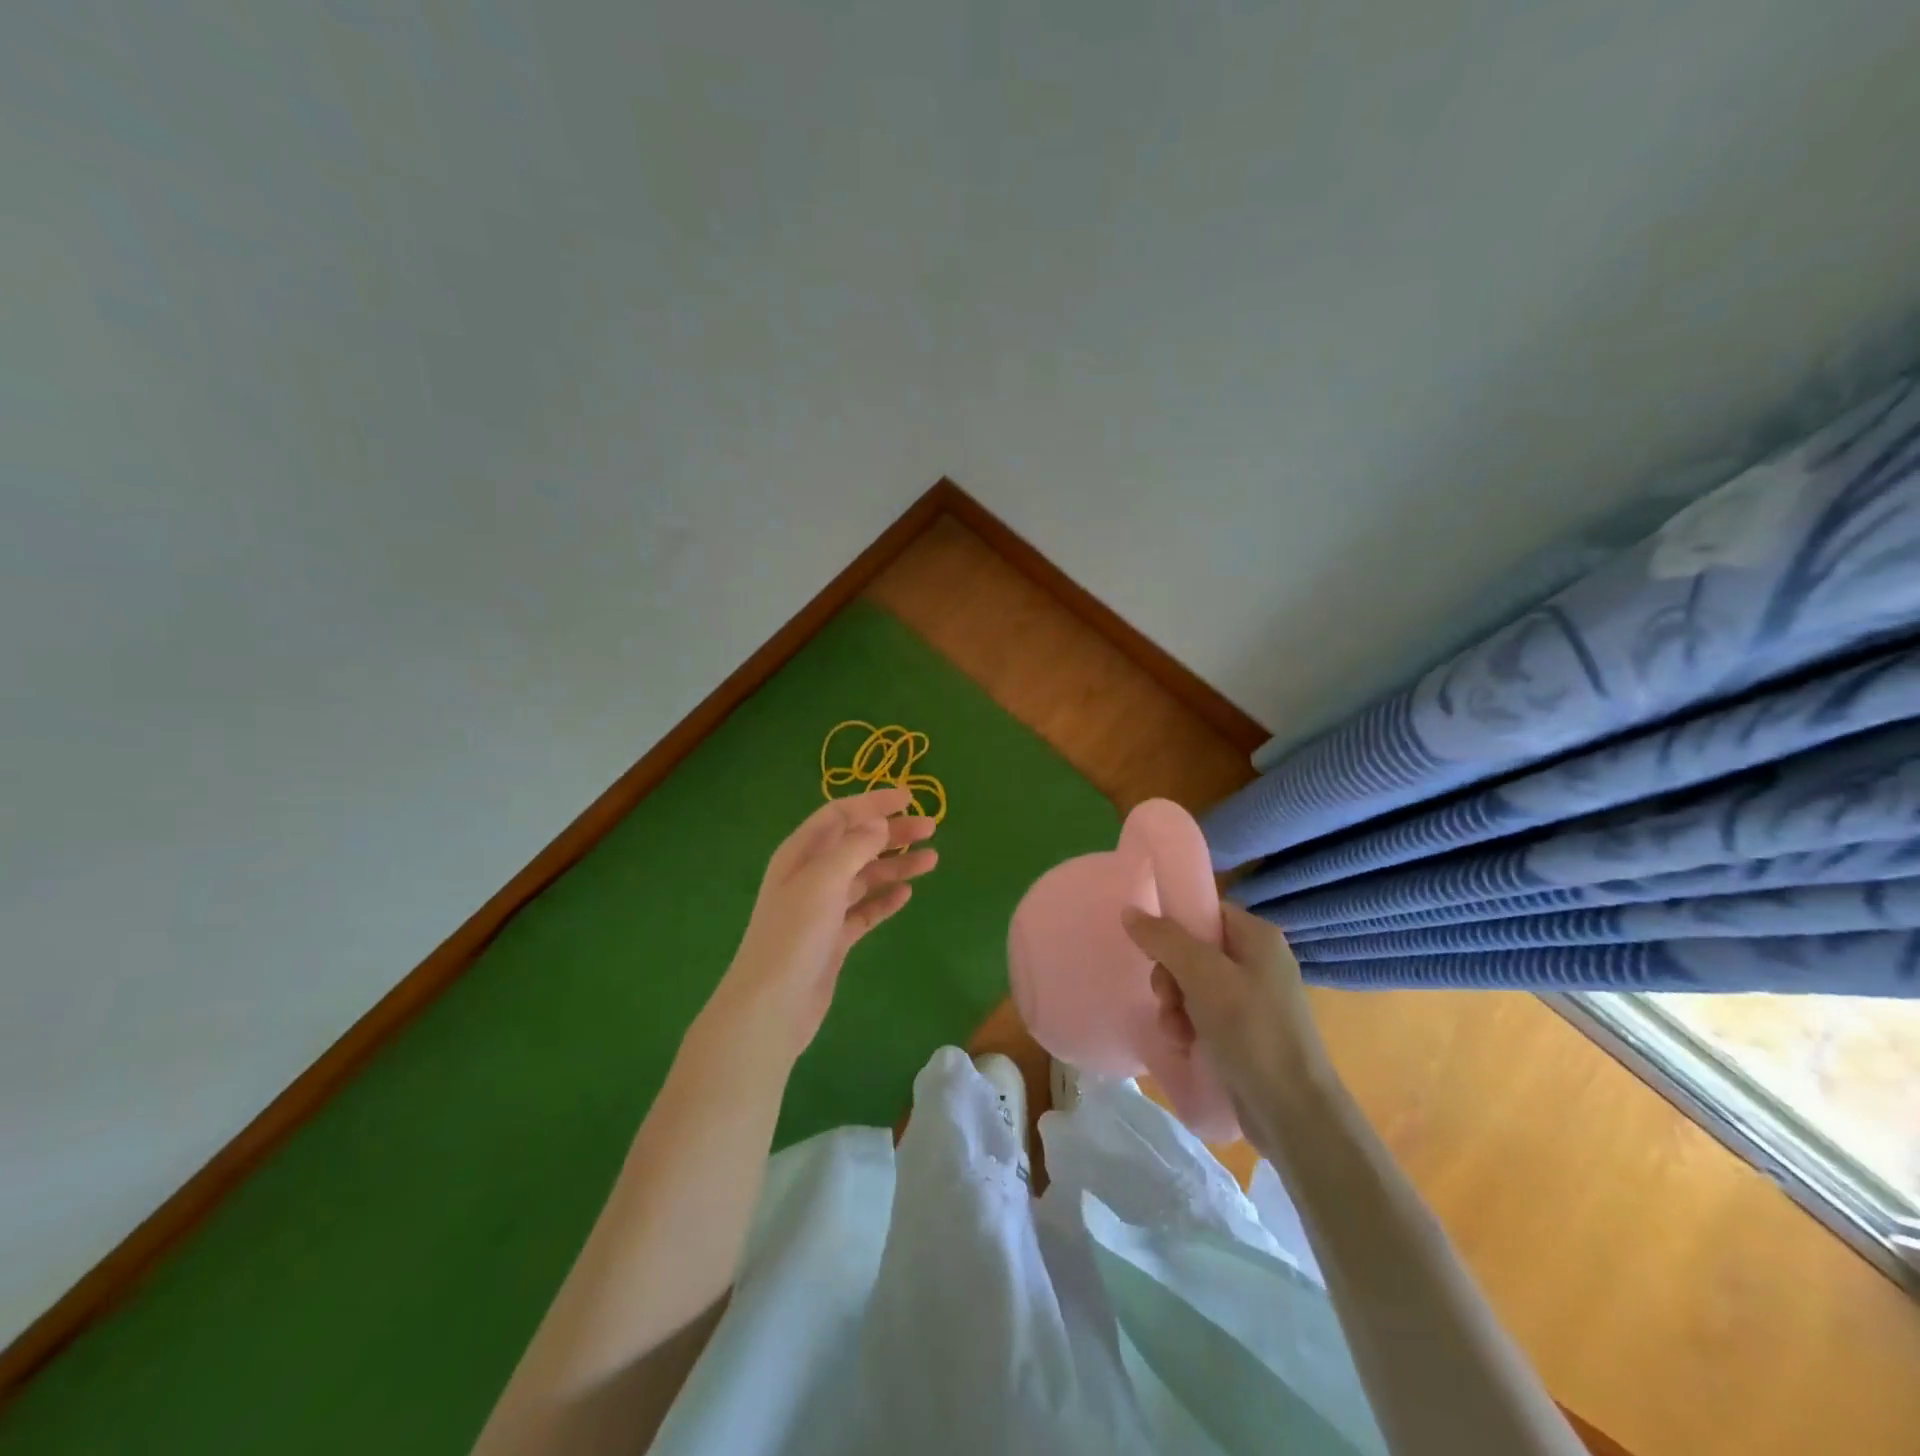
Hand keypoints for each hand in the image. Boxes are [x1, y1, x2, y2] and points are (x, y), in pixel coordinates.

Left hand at [707, 787, 936, 1061]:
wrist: (772, 1006)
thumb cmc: (794, 934)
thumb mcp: (823, 880)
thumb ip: (854, 848)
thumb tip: (879, 824)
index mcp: (800, 854)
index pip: (839, 815)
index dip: (873, 803)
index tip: (910, 798)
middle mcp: (811, 876)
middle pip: (856, 844)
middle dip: (893, 833)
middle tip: (931, 828)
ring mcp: (822, 908)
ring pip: (865, 876)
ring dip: (896, 865)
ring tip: (932, 860)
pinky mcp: (834, 938)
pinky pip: (865, 909)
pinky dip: (885, 899)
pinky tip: (906, 893)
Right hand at [1121, 901, 1330, 1134]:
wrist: (1292, 1111)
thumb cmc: (1251, 1030)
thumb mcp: (1202, 976)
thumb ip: (1164, 939)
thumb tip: (1129, 911)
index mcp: (1257, 937)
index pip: (1205, 911)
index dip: (1174, 927)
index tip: (1153, 951)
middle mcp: (1257, 961)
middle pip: (1193, 949)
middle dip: (1170, 975)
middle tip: (1165, 998)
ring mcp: (1253, 998)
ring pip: (1192, 984)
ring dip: (1174, 1005)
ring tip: (1175, 1031)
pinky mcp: (1246, 1032)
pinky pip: (1203, 1013)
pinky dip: (1187, 1026)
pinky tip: (1184, 1044)